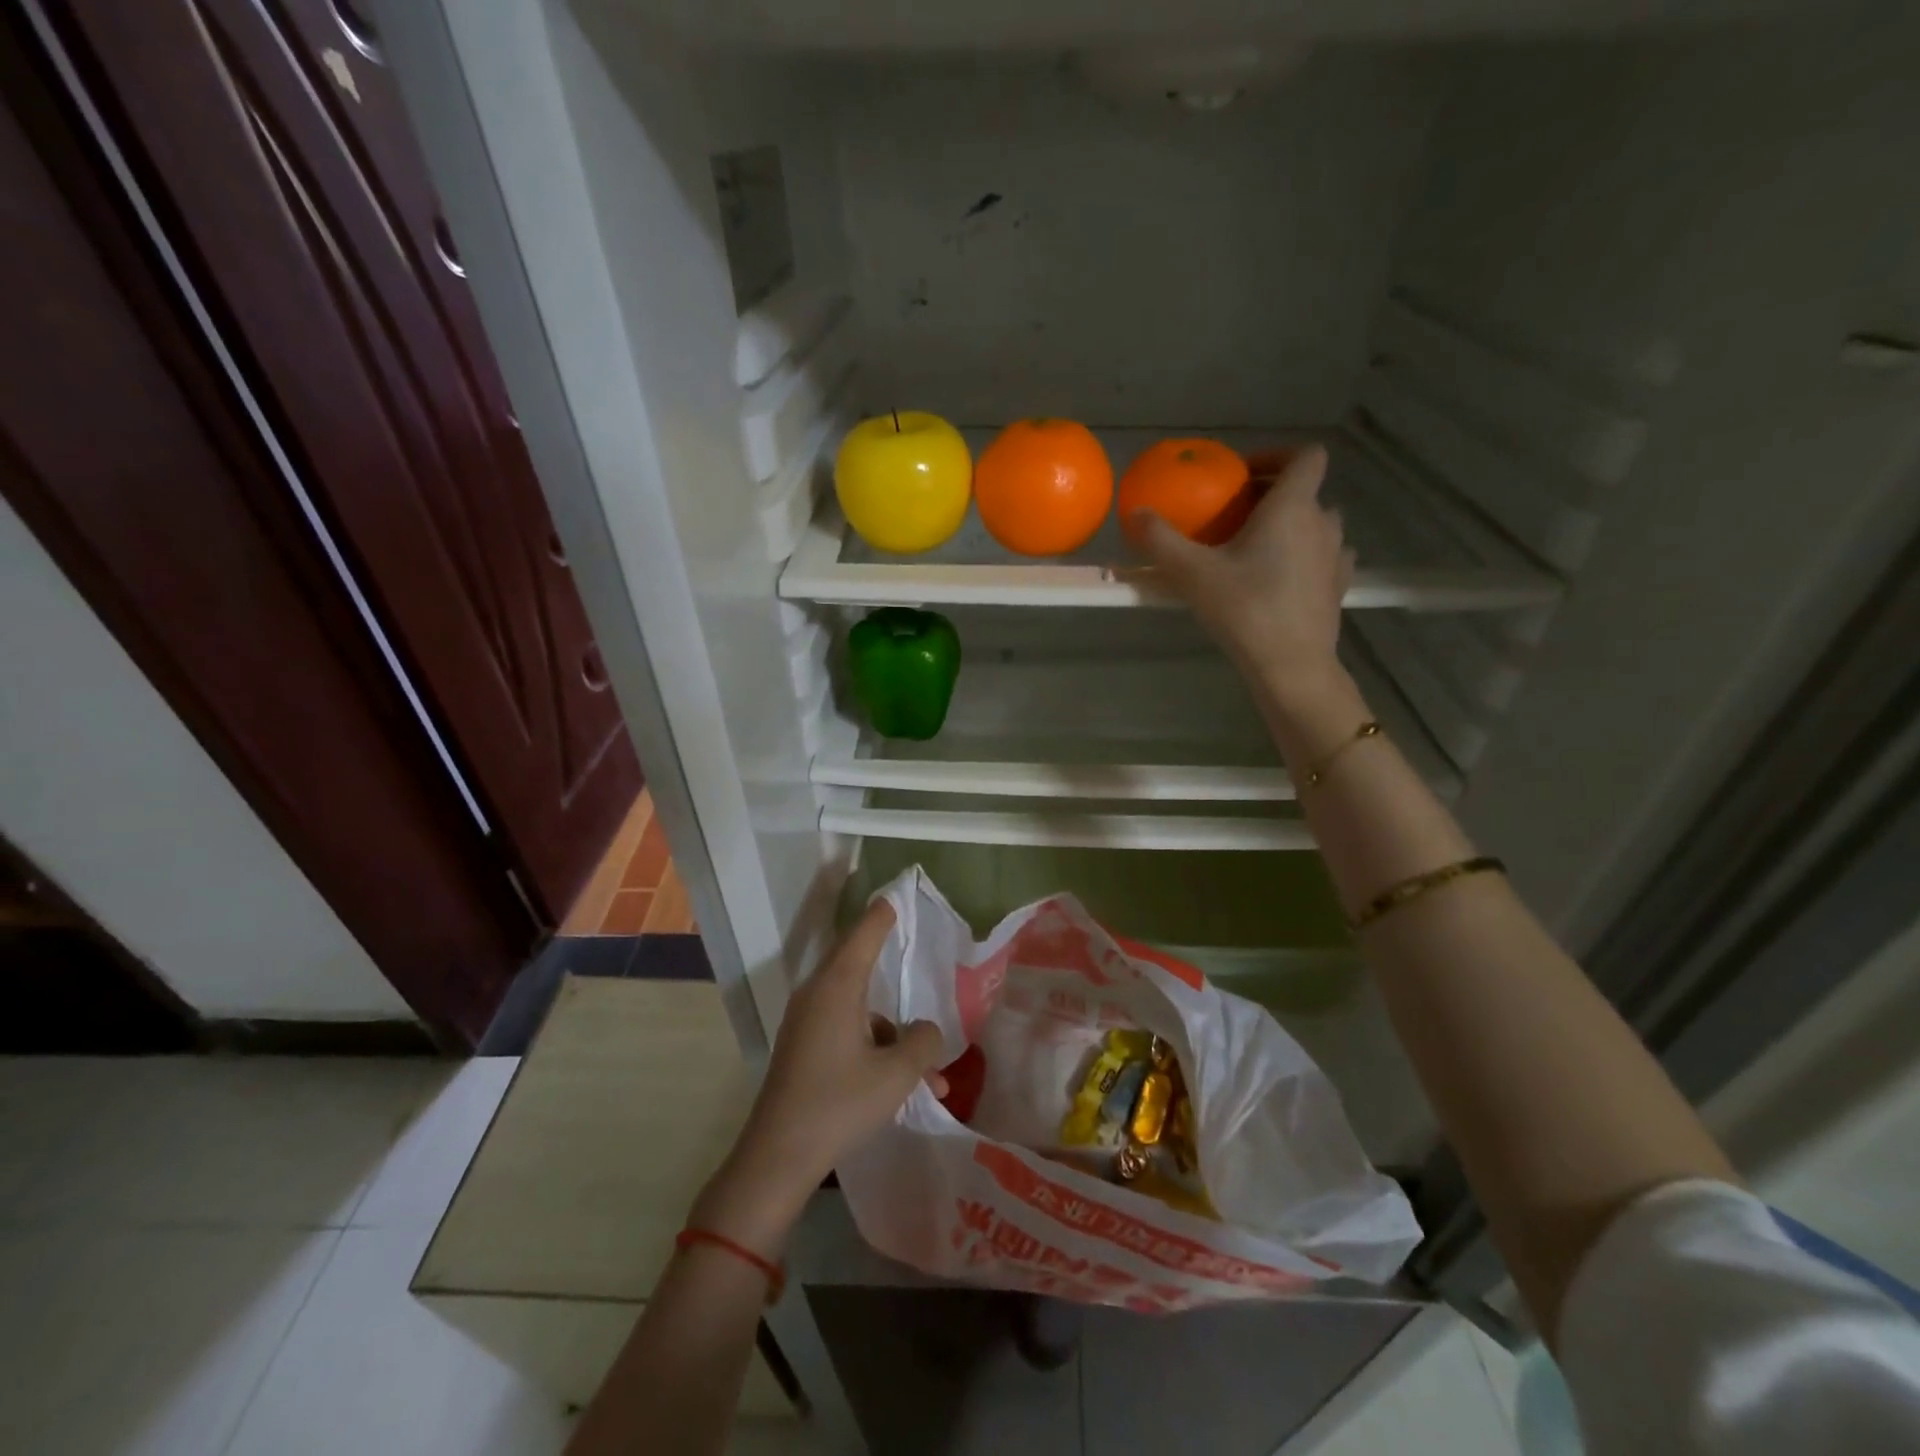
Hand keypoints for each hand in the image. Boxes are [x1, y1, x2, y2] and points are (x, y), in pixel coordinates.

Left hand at [691, 901, 946, 1255]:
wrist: (777, 1157)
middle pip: (861, 966)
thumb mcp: (896, 1074)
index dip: (883, 913)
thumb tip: (926, 1031)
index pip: (864, 933)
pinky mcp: (805, 1048)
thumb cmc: (839, 1104)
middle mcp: (818, 995)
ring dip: (895, 1037)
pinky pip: (848, 1033)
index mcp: (837, 987)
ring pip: (862, 1011)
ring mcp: (808, 1022)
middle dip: (895, 972)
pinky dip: (876, 1050)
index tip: (897, 894)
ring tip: (930, 1080)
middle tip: (916, 952)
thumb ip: (923, 1043)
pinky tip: (903, 1088)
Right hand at [1132, 444, 1351, 695]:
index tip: (1243, 475)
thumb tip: (1135, 511)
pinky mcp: (1339, 585)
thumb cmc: (1244, 609)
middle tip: (1234, 516)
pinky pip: (1324, 555)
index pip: (1304, 455)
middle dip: (1271, 495)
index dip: (1276, 455)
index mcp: (1292, 506)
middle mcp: (1323, 522)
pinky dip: (1304, 556)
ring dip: (1290, 526)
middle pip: (1305, 491)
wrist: (1291, 665)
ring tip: (1256, 549)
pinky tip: (1280, 578)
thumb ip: (1161, 539)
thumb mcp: (1192, 573)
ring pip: (1316, 524)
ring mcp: (1336, 555)